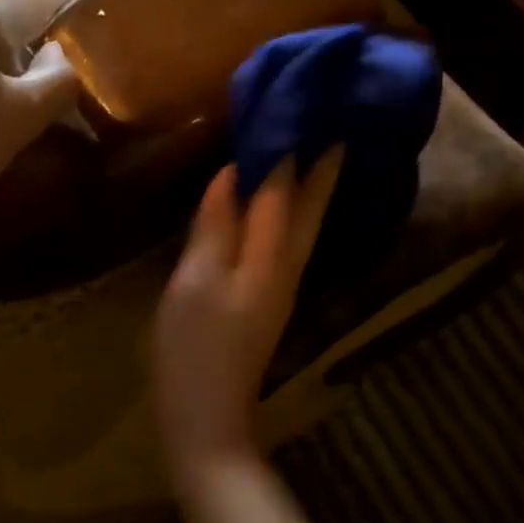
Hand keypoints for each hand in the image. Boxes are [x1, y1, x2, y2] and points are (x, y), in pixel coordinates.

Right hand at [153, 152, 342, 474]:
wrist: (208, 417)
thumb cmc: (195, 348)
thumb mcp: (196, 282)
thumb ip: (217, 225)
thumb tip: (234, 174)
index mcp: (271, 258)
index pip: (287, 191)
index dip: (293, 149)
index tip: (305, 105)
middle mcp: (287, 267)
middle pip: (310, 207)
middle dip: (321, 165)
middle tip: (328, 121)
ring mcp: (280, 285)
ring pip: (303, 224)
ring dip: (309, 186)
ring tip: (309, 149)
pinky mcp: (267, 298)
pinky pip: (286, 241)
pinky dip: (289, 212)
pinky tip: (279, 204)